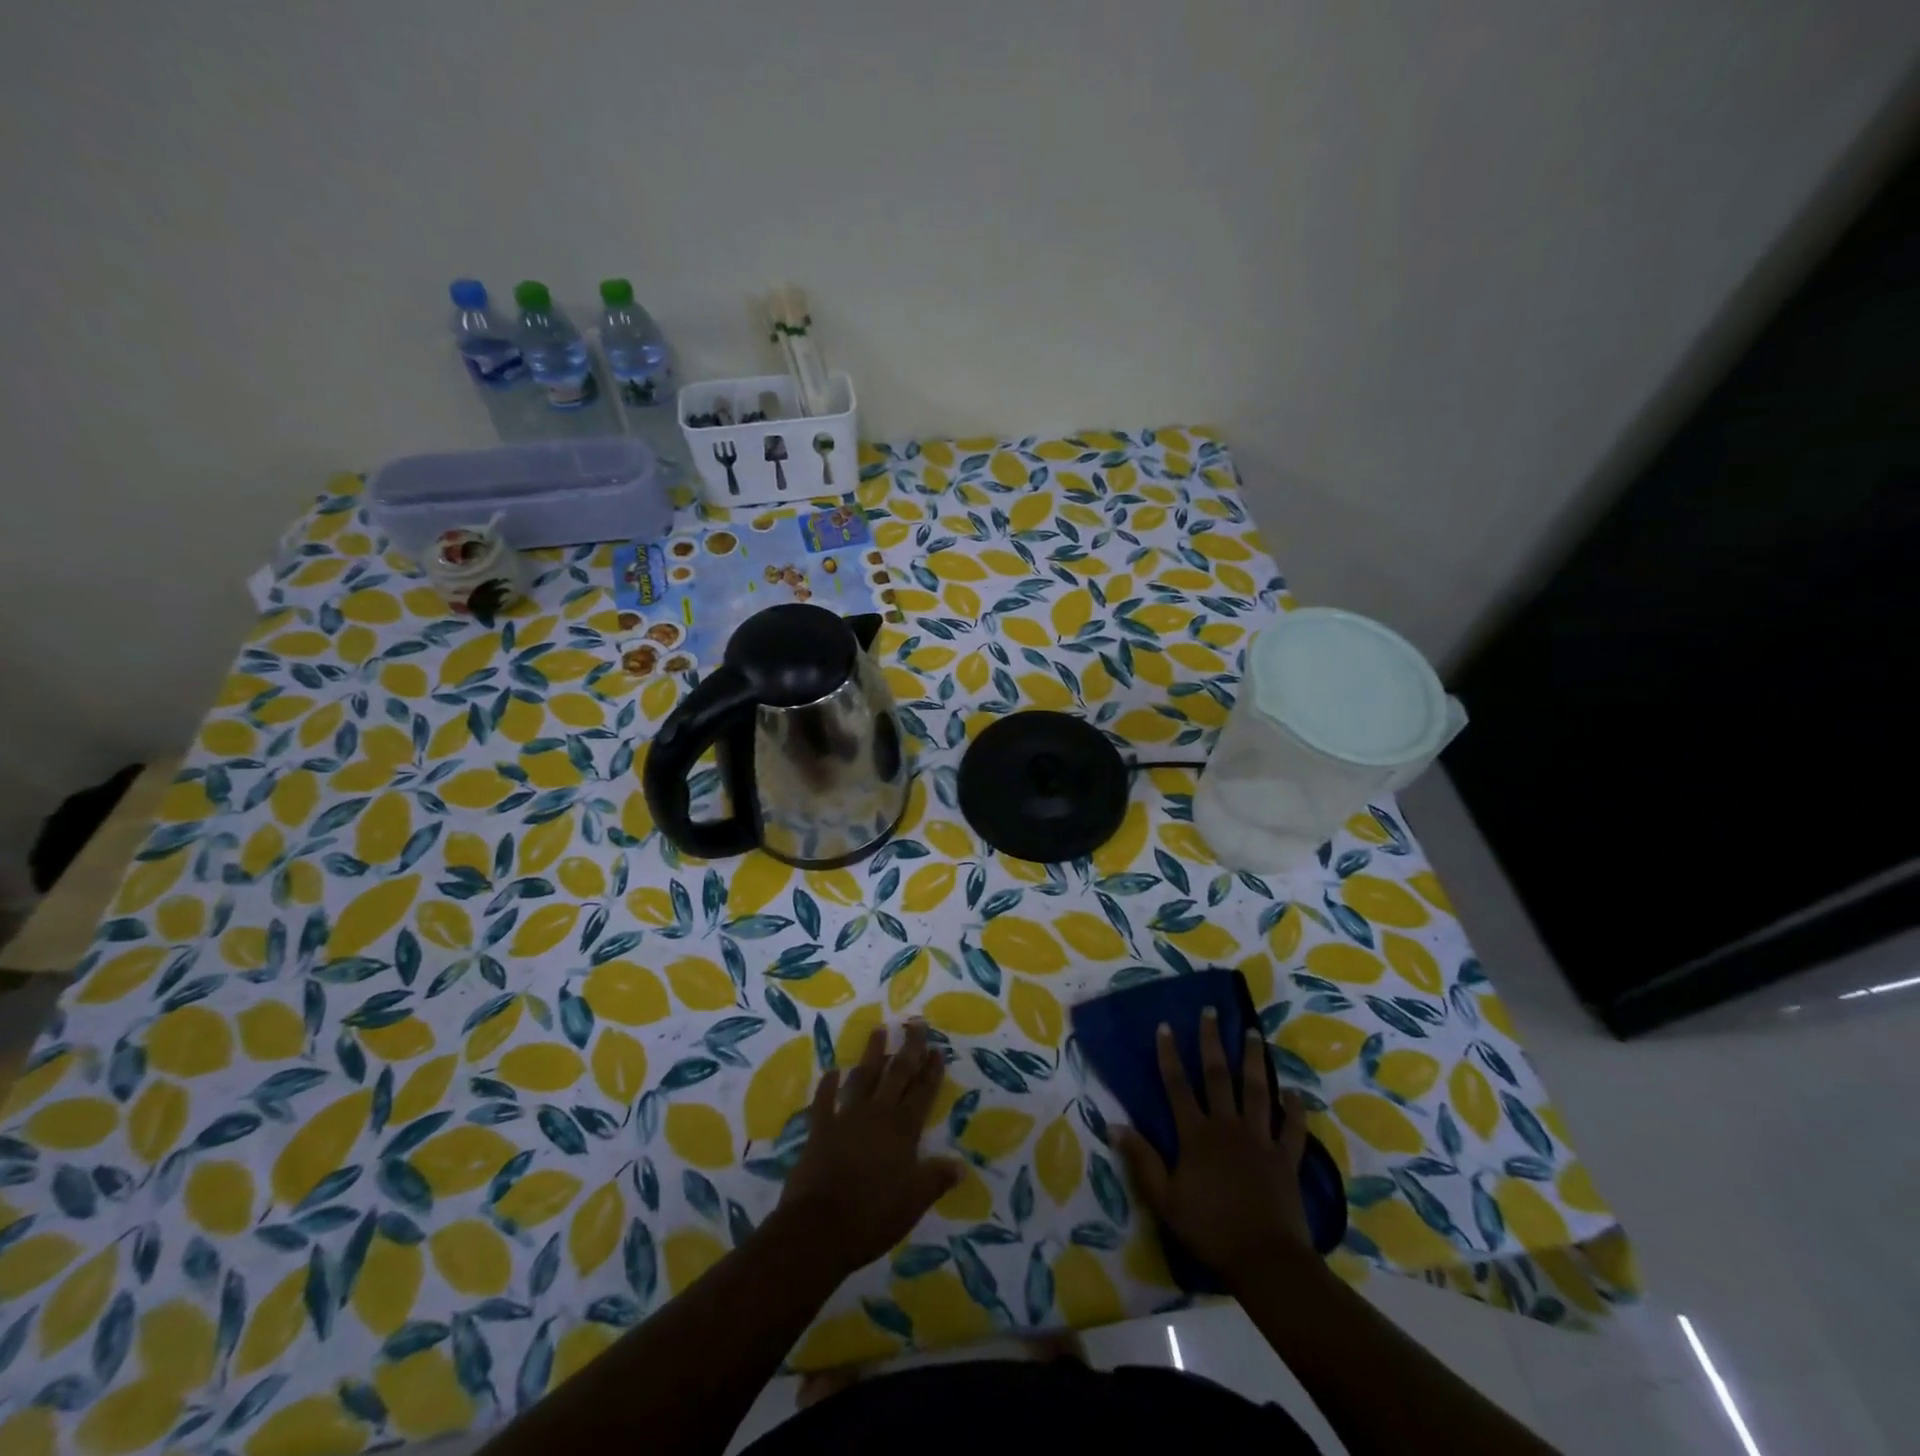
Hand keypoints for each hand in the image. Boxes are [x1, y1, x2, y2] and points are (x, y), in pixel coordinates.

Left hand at [779, 1021, 962, 1275]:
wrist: (818, 1229)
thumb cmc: (872, 1216)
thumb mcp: (913, 1202)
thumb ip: (936, 1179)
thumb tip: (962, 1166)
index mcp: (902, 1130)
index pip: (922, 1092)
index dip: (931, 1070)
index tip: (938, 1048)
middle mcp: (877, 1114)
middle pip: (896, 1074)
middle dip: (909, 1048)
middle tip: (916, 1023)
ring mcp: (846, 1118)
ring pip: (863, 1078)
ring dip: (872, 1054)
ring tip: (878, 1030)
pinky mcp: (819, 1129)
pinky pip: (824, 1101)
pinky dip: (828, 1085)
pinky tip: (832, 1071)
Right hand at [1114, 1010, 1313, 1281]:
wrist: (1265, 1261)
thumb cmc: (1209, 1229)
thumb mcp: (1164, 1199)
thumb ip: (1142, 1160)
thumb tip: (1113, 1125)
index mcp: (1196, 1135)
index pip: (1177, 1086)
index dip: (1169, 1055)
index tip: (1165, 1025)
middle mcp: (1227, 1126)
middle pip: (1218, 1076)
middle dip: (1212, 1042)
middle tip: (1212, 1012)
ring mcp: (1260, 1140)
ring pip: (1257, 1091)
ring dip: (1254, 1060)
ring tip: (1253, 1033)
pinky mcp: (1286, 1159)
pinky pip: (1293, 1128)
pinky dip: (1295, 1109)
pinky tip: (1295, 1091)